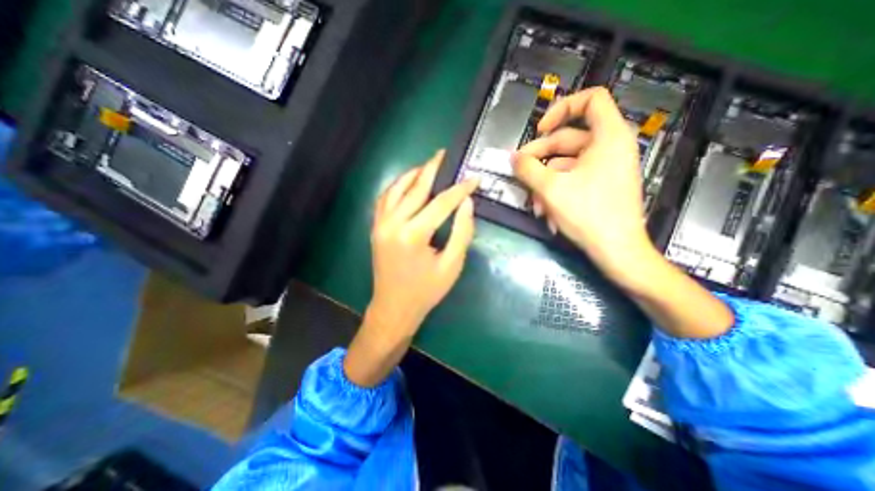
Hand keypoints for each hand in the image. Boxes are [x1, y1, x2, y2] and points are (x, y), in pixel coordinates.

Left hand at [344, 149, 476, 385]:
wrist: (393, 308)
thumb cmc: (425, 291)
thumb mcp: (452, 265)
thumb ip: (462, 232)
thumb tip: (466, 203)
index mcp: (413, 235)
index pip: (441, 203)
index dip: (460, 189)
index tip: (473, 179)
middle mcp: (393, 223)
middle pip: (415, 188)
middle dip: (432, 169)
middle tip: (444, 154)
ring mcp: (380, 224)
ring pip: (396, 189)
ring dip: (413, 174)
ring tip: (428, 165)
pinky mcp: (376, 227)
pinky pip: (385, 198)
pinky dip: (397, 186)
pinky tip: (408, 183)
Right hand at [515, 86, 655, 284]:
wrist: (616, 251)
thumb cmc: (588, 214)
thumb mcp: (550, 189)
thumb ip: (528, 169)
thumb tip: (513, 158)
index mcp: (608, 137)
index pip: (590, 100)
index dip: (561, 108)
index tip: (539, 130)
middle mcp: (609, 147)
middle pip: (567, 139)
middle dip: (539, 159)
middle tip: (518, 173)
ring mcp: (605, 168)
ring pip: (565, 165)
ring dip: (544, 183)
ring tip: (533, 206)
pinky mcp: (600, 186)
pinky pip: (572, 180)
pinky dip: (556, 192)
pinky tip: (546, 213)